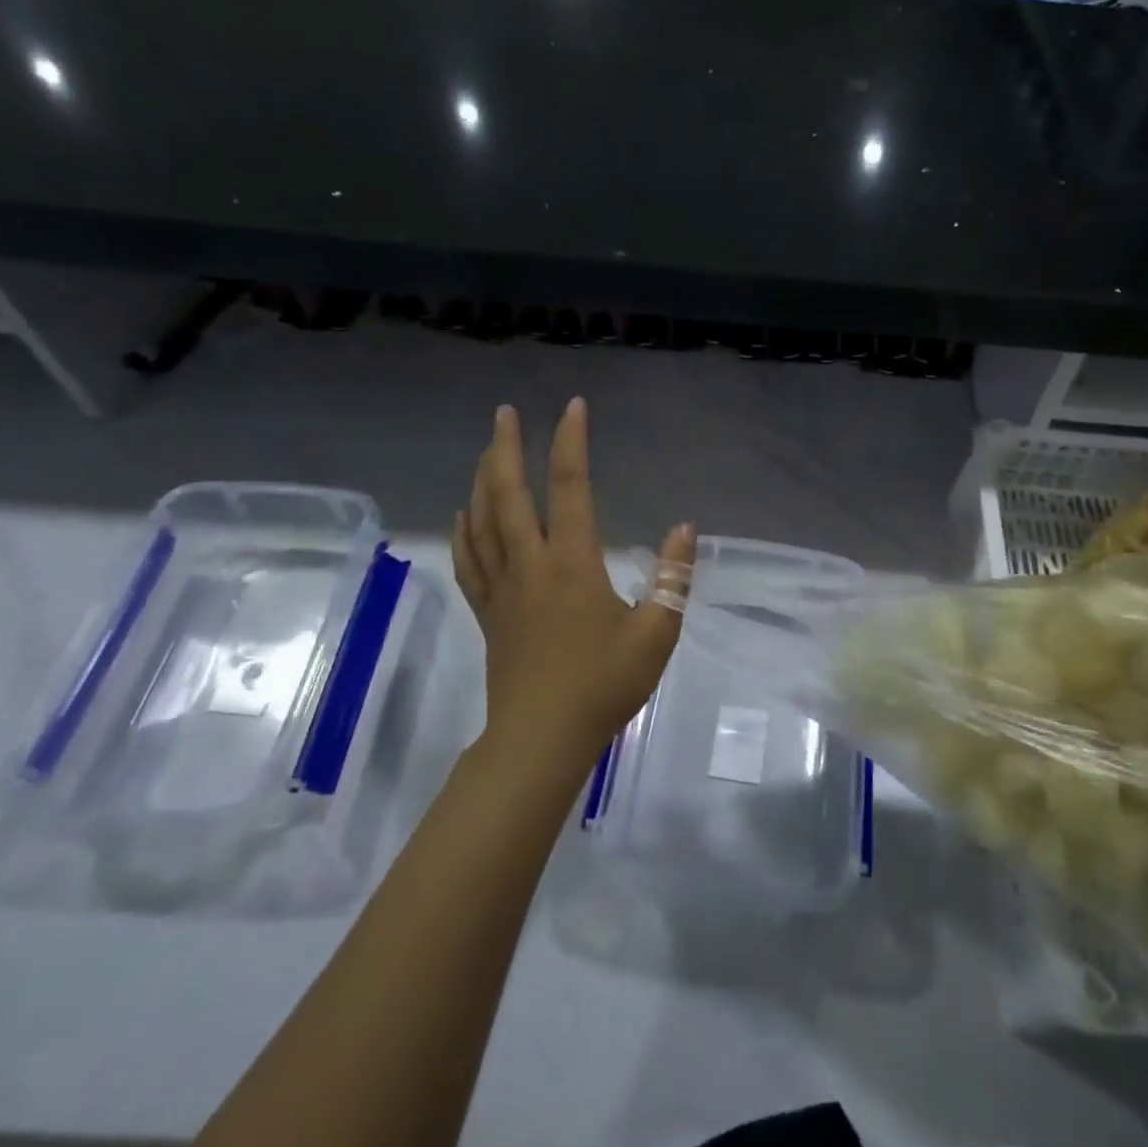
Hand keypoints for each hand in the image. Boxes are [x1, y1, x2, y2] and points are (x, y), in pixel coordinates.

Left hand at [453, 399, 695, 761]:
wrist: (542, 739)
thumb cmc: (603, 685)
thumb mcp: (656, 633)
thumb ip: (672, 578)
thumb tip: (684, 528)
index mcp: (572, 562)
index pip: (570, 487)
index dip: (570, 442)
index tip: (572, 407)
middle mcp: (531, 564)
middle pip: (508, 494)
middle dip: (505, 447)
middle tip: (503, 412)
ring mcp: (502, 588)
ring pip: (482, 521)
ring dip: (481, 479)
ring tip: (485, 450)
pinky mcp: (488, 612)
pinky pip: (470, 560)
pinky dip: (464, 530)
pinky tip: (463, 514)